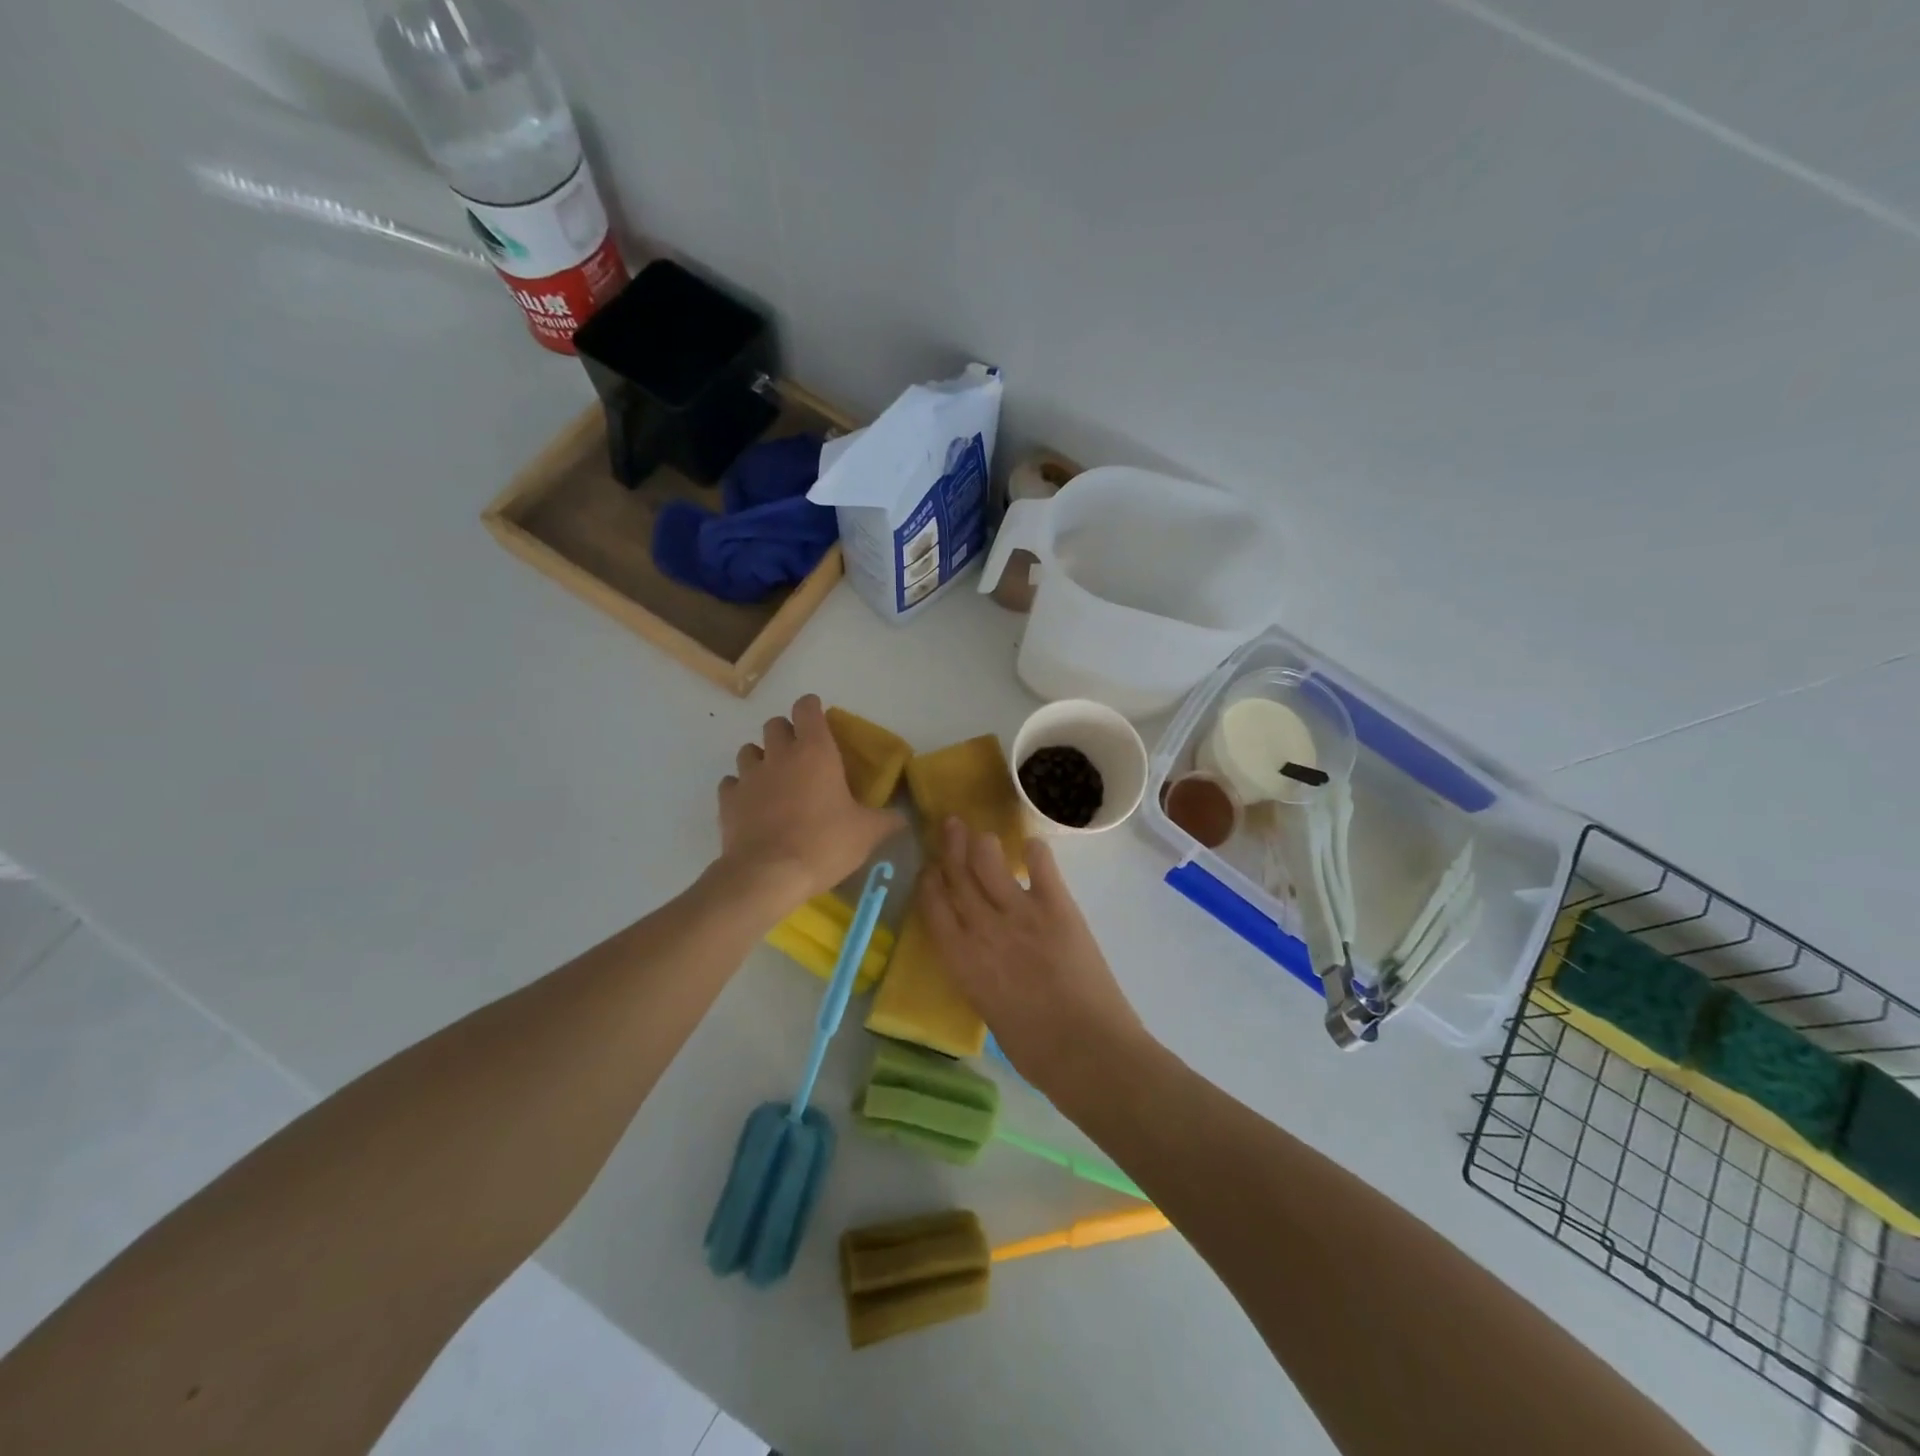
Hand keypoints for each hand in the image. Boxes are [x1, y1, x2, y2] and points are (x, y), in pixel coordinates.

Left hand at [715, 695, 903, 916]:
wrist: (767, 876)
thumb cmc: (823, 844)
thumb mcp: (867, 834)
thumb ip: (887, 820)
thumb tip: (904, 817)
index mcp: (815, 752)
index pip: (807, 708)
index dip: (812, 708)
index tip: (819, 718)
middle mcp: (779, 755)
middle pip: (774, 724)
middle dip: (786, 732)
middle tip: (800, 754)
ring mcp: (749, 776)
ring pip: (748, 750)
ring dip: (761, 757)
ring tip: (774, 778)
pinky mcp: (727, 801)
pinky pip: (731, 783)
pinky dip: (740, 788)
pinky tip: (751, 804)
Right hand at [919, 817, 1149, 1097]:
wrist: (1088, 1051)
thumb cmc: (1036, 1051)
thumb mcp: (989, 1011)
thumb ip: (980, 974)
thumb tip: (983, 957)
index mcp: (961, 961)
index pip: (933, 907)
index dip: (929, 882)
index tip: (930, 867)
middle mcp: (983, 928)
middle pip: (958, 876)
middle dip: (951, 847)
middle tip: (951, 825)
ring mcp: (1021, 913)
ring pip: (990, 862)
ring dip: (983, 843)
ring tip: (982, 833)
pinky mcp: (1057, 907)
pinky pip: (1041, 867)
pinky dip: (1036, 852)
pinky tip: (1032, 844)